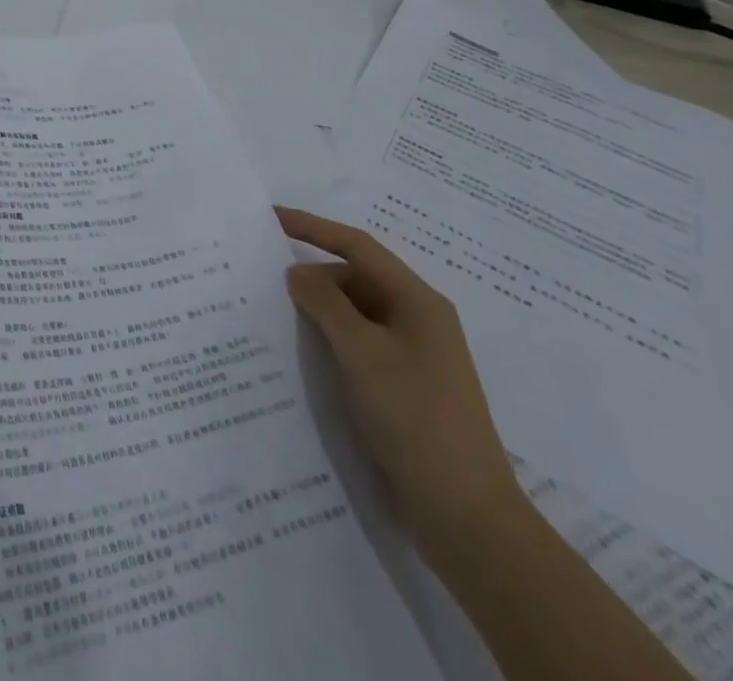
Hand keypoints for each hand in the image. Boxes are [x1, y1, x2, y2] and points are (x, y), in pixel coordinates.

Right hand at [277, 206, 527, 565]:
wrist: (466, 515)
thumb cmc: (414, 418)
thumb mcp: (362, 353)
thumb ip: (325, 304)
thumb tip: (297, 272)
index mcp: (417, 301)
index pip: (358, 246)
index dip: (314, 227)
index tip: (273, 218)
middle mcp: (419, 320)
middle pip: (358, 279)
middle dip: (315, 275)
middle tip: (266, 279)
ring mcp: (414, 356)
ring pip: (358, 315)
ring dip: (321, 310)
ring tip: (277, 313)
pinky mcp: (406, 388)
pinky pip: (361, 346)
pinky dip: (332, 340)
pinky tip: (305, 353)